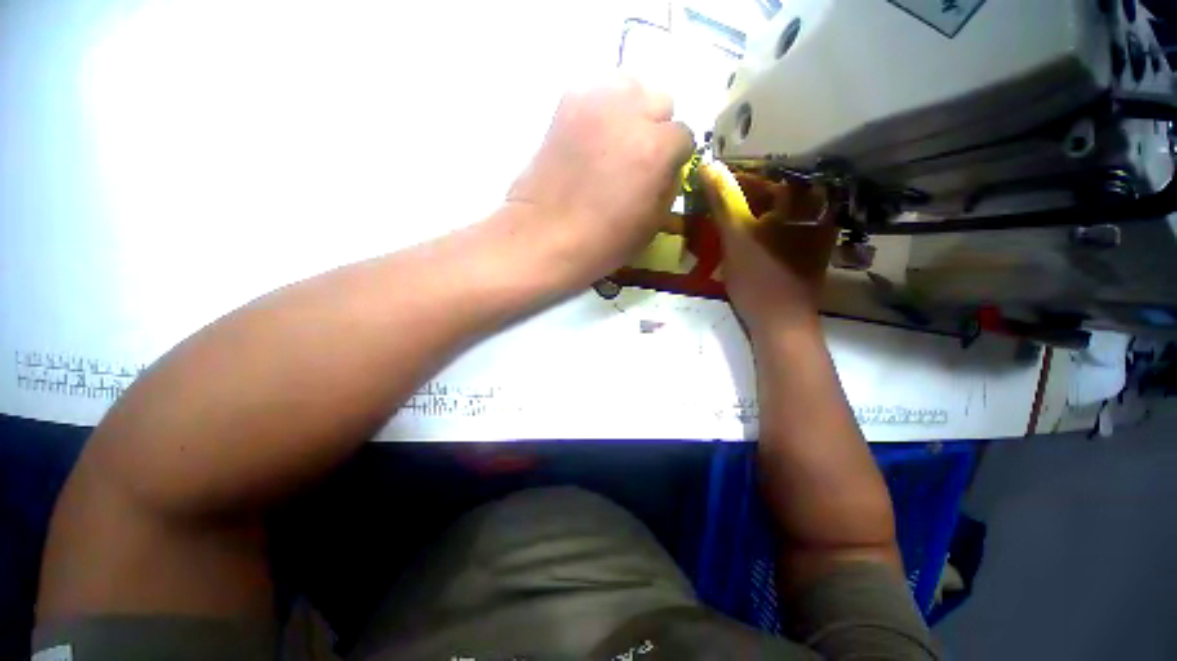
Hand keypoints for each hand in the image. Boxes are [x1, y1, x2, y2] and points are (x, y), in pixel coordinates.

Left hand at [507, 76, 694, 287]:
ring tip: (616, 140)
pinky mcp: (565, 104)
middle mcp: (628, 113)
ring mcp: (594, 102)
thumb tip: (668, 169)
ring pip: (630, 85)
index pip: (683, 135)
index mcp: (654, 149)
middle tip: (638, 157)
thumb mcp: (651, 226)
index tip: (660, 174)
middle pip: (660, 101)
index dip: (674, 158)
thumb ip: (668, 187)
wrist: (545, 237)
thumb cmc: (601, 243)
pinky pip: (596, 91)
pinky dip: (602, 109)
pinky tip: (592, 136)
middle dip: (655, 128)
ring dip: (631, 110)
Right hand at [698, 163, 836, 334]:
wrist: (781, 321)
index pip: (767, 175)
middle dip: (744, 196)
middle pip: (773, 192)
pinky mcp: (808, 249)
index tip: (713, 185)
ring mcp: (814, 231)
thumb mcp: (735, 236)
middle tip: (718, 203)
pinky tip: (746, 236)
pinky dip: (763, 226)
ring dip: (752, 211)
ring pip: (777, 210)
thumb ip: (723, 200)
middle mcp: (815, 210)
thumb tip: (708, 164)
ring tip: (728, 219)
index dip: (737, 179)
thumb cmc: (758, 277)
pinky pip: (783, 227)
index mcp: (802, 200)